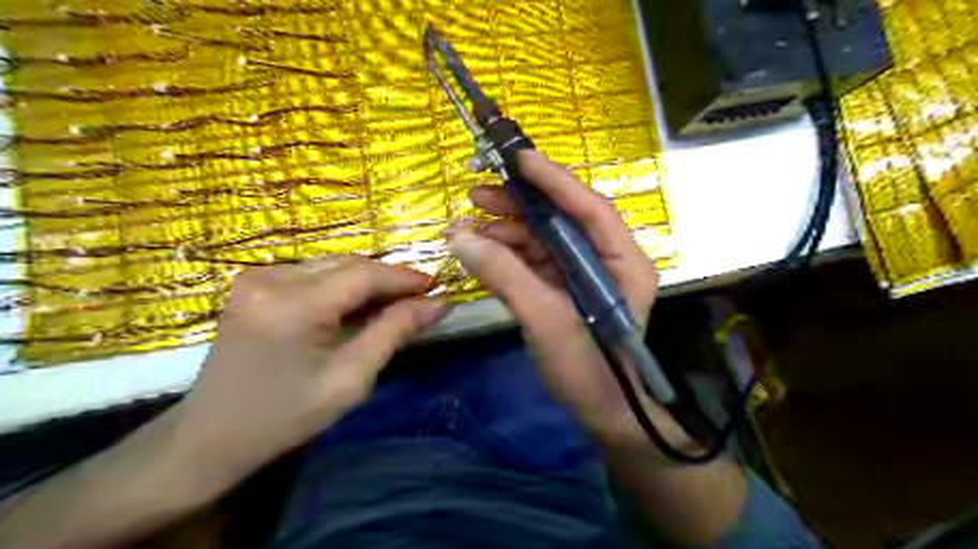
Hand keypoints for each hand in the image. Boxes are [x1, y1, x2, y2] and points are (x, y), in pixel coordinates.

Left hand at [170, 258, 449, 489]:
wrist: (208, 437)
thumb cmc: (284, 417)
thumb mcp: (349, 380)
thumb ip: (393, 332)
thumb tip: (436, 303)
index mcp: (293, 305)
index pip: (363, 274)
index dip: (403, 277)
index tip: (436, 286)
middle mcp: (271, 278)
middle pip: (347, 264)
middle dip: (387, 279)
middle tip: (420, 296)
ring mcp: (256, 278)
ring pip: (331, 266)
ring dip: (366, 281)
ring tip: (395, 301)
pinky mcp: (253, 284)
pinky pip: (312, 274)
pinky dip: (341, 286)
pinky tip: (357, 305)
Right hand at [449, 150, 682, 449]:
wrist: (600, 414)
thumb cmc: (588, 370)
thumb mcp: (547, 321)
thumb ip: (505, 277)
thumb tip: (459, 237)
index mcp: (622, 261)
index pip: (590, 208)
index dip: (554, 181)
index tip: (518, 158)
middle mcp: (606, 259)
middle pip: (562, 219)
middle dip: (520, 204)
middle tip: (478, 192)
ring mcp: (583, 274)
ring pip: (544, 238)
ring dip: (508, 229)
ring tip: (469, 223)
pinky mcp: (563, 289)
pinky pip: (533, 261)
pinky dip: (507, 254)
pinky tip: (482, 249)